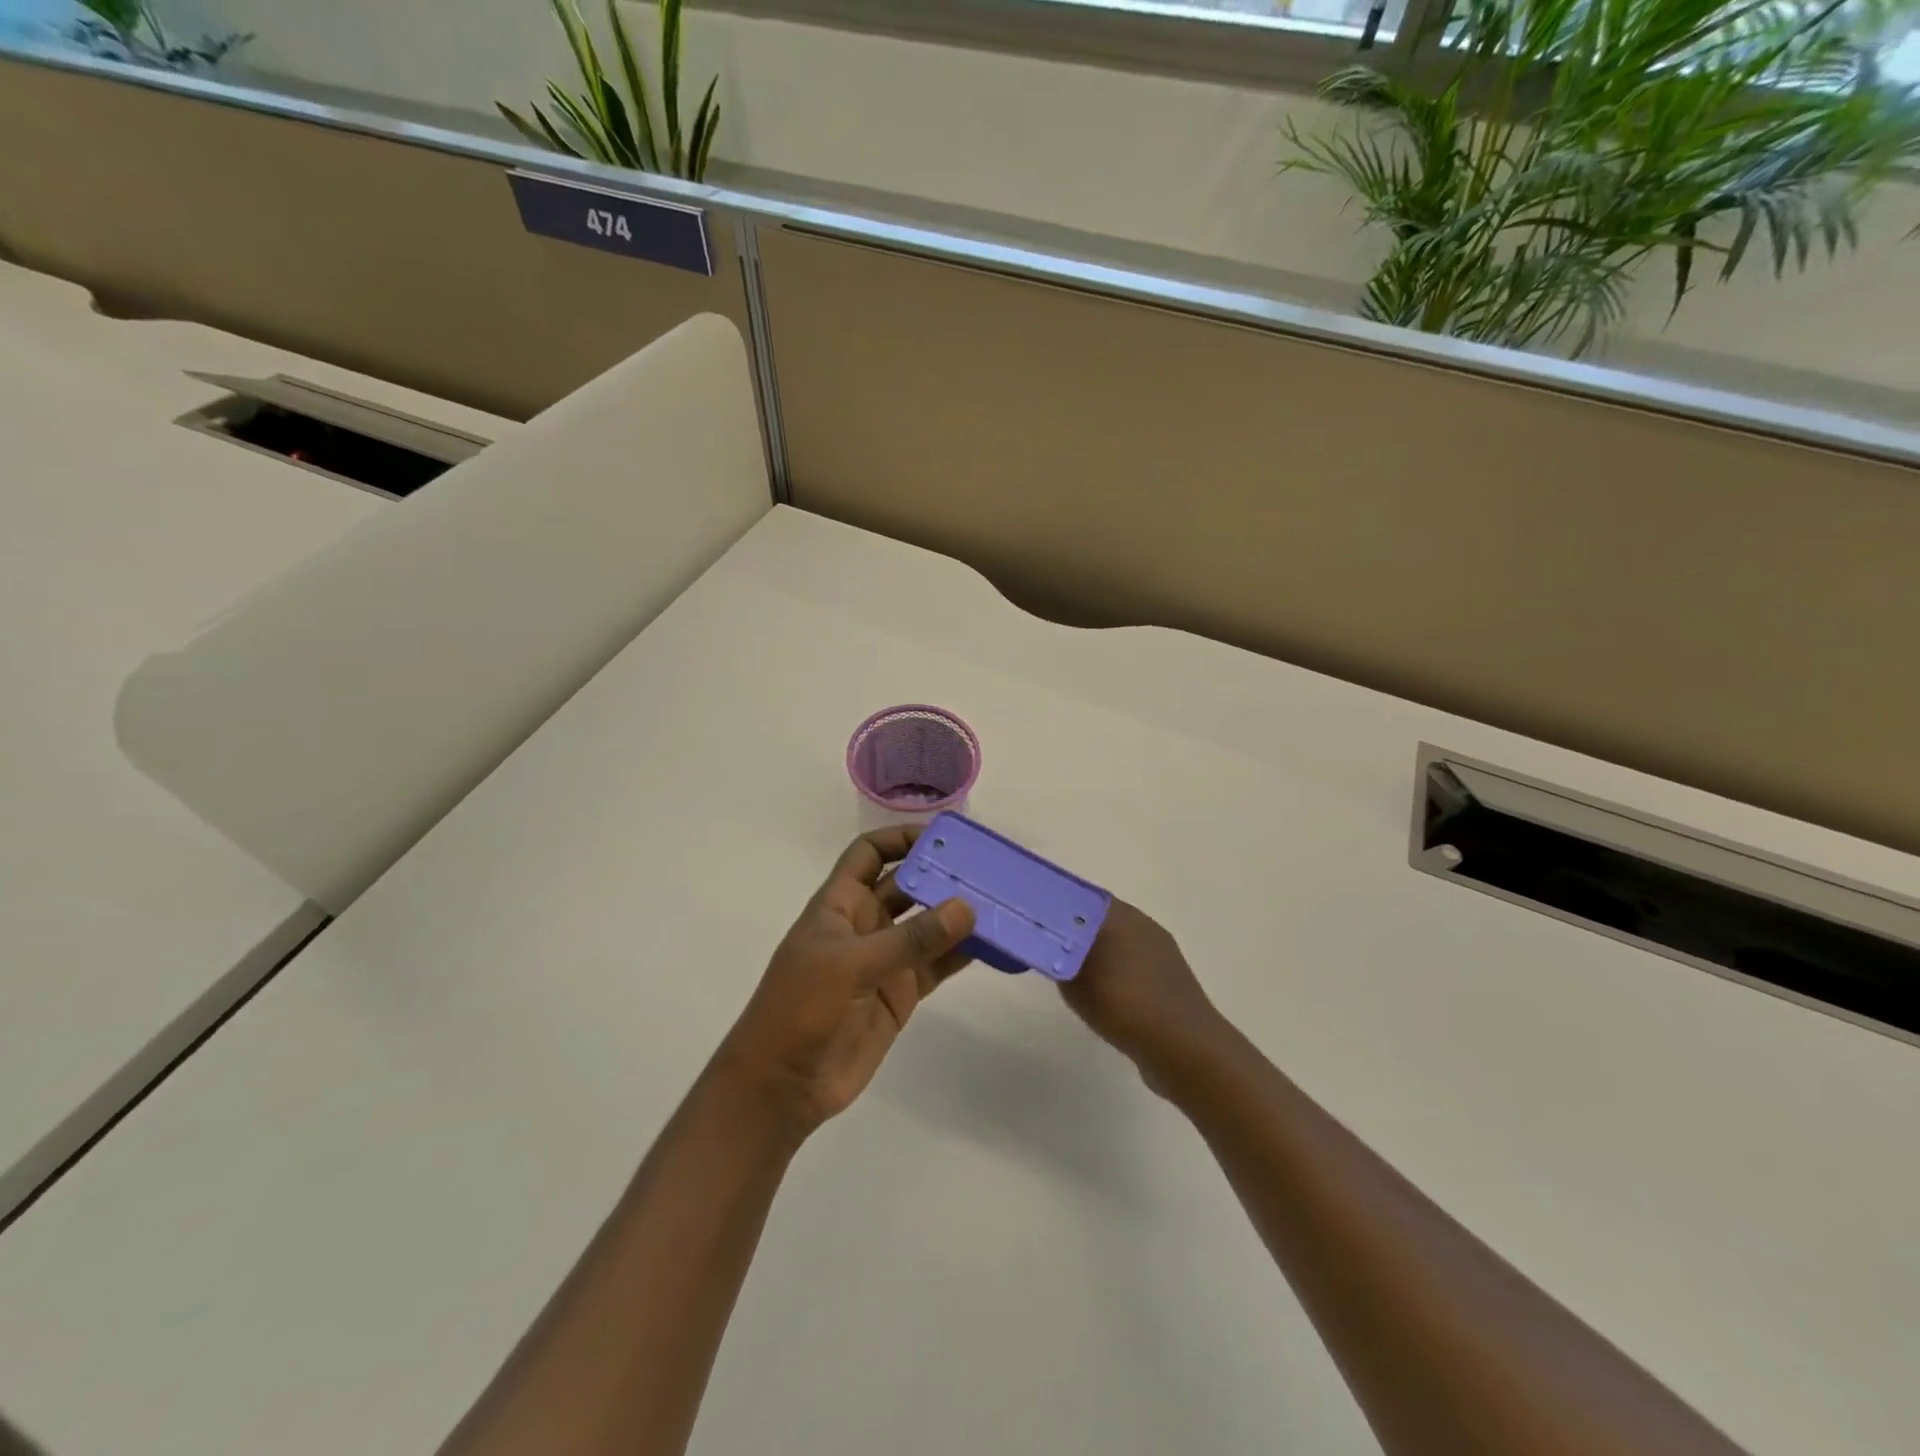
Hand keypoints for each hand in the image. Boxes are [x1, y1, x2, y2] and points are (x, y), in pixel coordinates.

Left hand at [718, 826, 975, 1135]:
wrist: (783, 1086)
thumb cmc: (800, 1008)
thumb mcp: (851, 965)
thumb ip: (911, 939)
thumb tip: (967, 907)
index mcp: (840, 904)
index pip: (869, 853)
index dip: (901, 838)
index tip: (943, 835)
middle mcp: (865, 924)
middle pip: (907, 885)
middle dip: (941, 874)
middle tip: (987, 867)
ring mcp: (885, 960)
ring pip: (928, 925)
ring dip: (958, 914)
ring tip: (999, 901)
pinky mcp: (902, 993)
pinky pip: (938, 964)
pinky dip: (963, 953)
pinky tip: (994, 944)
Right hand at [1061, 900, 1228, 1092]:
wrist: (1183, 1047)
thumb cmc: (1124, 1004)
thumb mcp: (1074, 981)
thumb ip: (1057, 957)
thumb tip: (1049, 945)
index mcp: (1120, 915)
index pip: (1079, 897)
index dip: (1054, 907)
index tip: (1033, 921)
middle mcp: (1142, 924)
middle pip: (1097, 919)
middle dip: (1072, 931)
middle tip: (1045, 947)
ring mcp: (1160, 952)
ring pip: (1117, 942)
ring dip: (1094, 953)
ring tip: (1069, 973)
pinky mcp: (1169, 979)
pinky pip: (1132, 966)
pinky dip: (1114, 973)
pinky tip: (1102, 996)